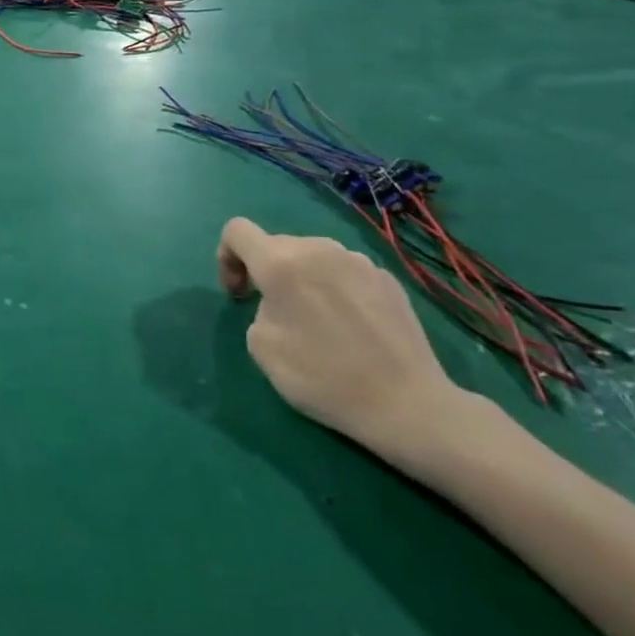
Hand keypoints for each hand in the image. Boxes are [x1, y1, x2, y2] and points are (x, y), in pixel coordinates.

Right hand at [217, 216, 465, 458]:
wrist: (407, 405)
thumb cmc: (322, 378)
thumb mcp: (261, 346)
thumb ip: (259, 307)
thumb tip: (281, 301)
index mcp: (281, 264)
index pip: (237, 230)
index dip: (227, 256)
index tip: (240, 293)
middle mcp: (320, 250)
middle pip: (276, 244)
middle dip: (266, 271)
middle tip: (274, 312)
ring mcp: (359, 262)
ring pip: (314, 256)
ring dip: (302, 277)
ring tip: (316, 318)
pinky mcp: (388, 279)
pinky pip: (346, 272)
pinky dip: (335, 288)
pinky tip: (351, 326)